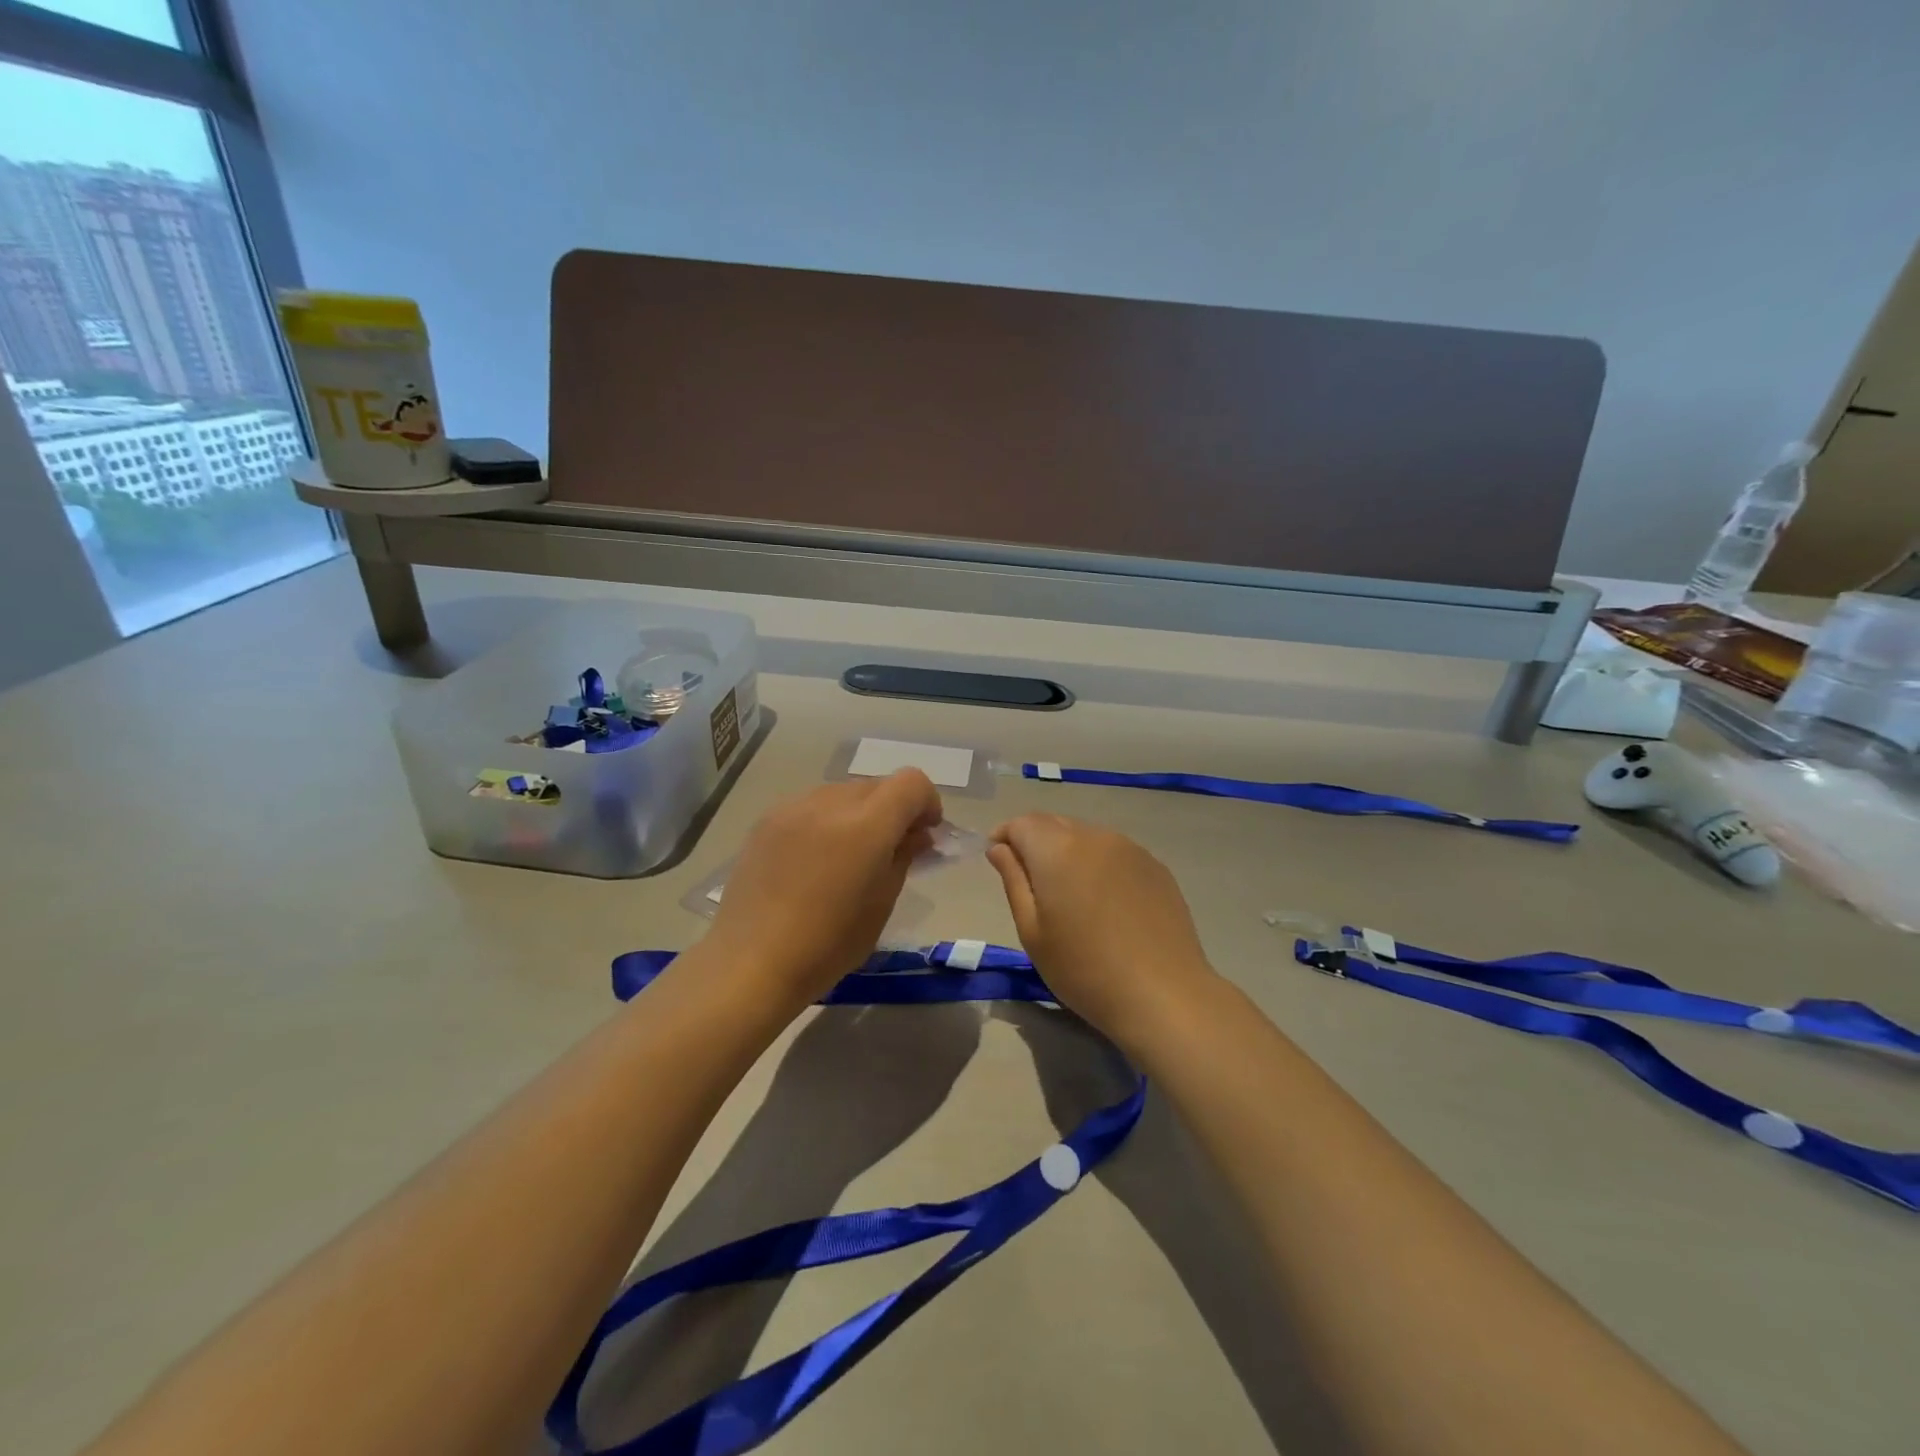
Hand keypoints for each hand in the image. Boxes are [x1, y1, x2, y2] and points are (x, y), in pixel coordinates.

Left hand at [701, 770, 943, 1012]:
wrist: (750, 962)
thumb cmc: (827, 945)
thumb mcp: (881, 904)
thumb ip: (903, 857)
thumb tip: (916, 835)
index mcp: (867, 825)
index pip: (911, 782)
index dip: (927, 802)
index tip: (924, 834)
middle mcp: (830, 802)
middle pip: (877, 785)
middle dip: (893, 809)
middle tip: (890, 849)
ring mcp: (794, 807)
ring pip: (843, 792)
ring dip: (859, 813)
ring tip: (849, 855)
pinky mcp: (767, 819)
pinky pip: (811, 805)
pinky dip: (826, 820)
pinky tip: (815, 859)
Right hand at [987, 814, 1219, 1054]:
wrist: (1163, 994)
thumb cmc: (1083, 969)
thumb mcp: (1032, 931)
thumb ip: (1014, 880)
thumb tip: (1000, 848)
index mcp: (1057, 849)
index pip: (1022, 823)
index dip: (1005, 836)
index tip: (999, 859)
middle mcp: (1094, 836)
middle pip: (1055, 824)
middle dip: (1035, 841)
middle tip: (1031, 880)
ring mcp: (1130, 849)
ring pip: (1086, 836)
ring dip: (1069, 852)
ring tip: (1070, 893)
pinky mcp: (1155, 866)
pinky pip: (1115, 852)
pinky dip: (1099, 864)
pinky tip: (1105, 902)